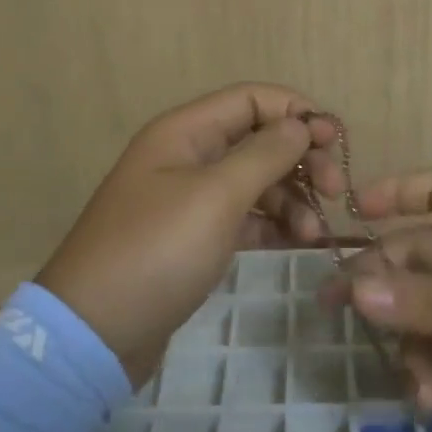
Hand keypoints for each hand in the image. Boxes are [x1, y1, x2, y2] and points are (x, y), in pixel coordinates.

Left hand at [37, 84, 342, 384]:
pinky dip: (274, 225)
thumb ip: (264, 154)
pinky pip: (246, 217)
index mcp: (185, 132)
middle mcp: (188, 156)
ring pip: (257, 181)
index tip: (335, 143)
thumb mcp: (216, 196)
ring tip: (314, 234)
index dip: (297, 112)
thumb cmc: (157, 251)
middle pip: (259, 139)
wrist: (95, 332)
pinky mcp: (196, 237)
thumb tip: (301, 123)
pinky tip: (299, 243)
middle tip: (337, 192)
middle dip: (301, 160)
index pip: (252, 99)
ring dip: (293, 199)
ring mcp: (191, 199)